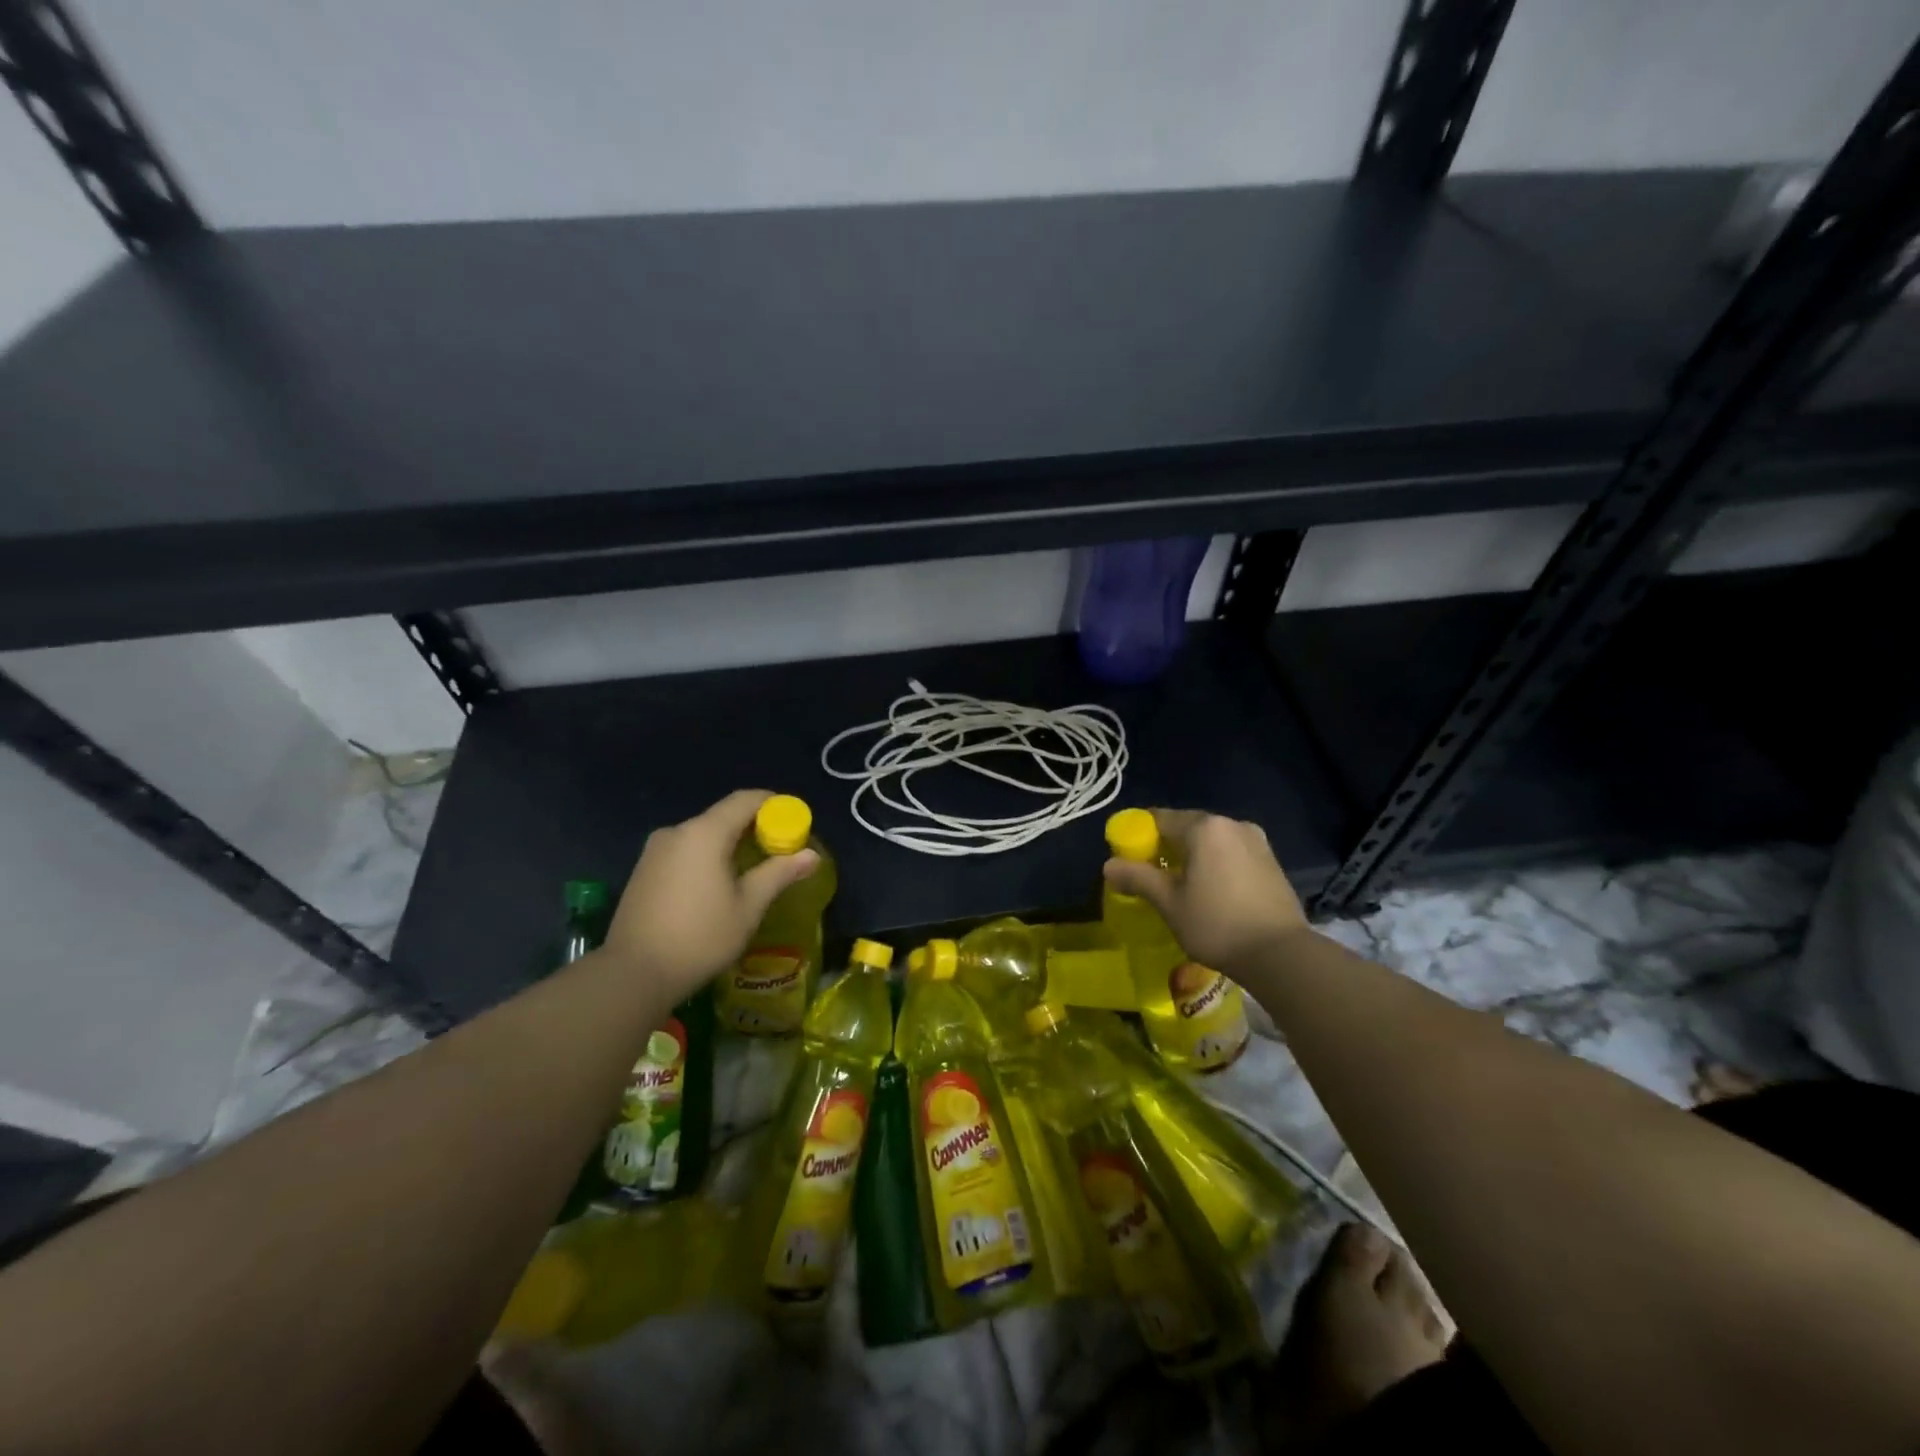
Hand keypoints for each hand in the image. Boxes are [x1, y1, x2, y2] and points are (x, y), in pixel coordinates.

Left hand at [602, 790, 819, 1003]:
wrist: (632, 974)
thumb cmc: (700, 937)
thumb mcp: (748, 907)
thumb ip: (779, 873)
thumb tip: (811, 855)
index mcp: (705, 833)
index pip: (746, 800)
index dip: (774, 804)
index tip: (795, 821)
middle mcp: (677, 831)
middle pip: (723, 816)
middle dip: (754, 827)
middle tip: (778, 851)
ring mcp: (655, 851)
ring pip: (702, 835)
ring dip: (729, 844)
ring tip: (750, 871)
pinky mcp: (643, 870)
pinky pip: (684, 851)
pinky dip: (706, 857)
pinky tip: (716, 885)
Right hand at [1102, 808, 1309, 971]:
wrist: (1281, 954)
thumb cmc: (1217, 924)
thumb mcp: (1169, 903)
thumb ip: (1138, 878)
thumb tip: (1108, 865)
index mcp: (1204, 827)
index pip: (1159, 819)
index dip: (1138, 835)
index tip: (1128, 857)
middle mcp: (1232, 824)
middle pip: (1187, 827)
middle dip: (1167, 847)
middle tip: (1152, 876)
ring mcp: (1257, 841)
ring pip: (1211, 841)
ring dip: (1193, 857)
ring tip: (1182, 888)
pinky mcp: (1272, 861)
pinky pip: (1232, 853)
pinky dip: (1216, 865)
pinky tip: (1212, 893)